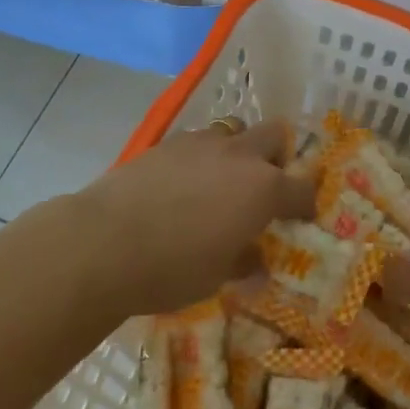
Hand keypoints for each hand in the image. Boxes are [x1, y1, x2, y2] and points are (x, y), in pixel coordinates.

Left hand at [70, 119, 313, 315]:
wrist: (104, 242)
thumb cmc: (172, 269)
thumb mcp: (217, 276)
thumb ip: (243, 261)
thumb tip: (256, 261)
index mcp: (263, 189)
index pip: (302, 189)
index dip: (306, 204)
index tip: (301, 218)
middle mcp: (239, 156)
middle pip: (274, 136)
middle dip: (276, 156)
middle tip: (264, 186)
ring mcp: (202, 143)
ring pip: (233, 131)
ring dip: (236, 151)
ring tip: (221, 182)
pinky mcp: (167, 142)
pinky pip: (198, 141)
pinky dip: (201, 157)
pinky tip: (183, 184)